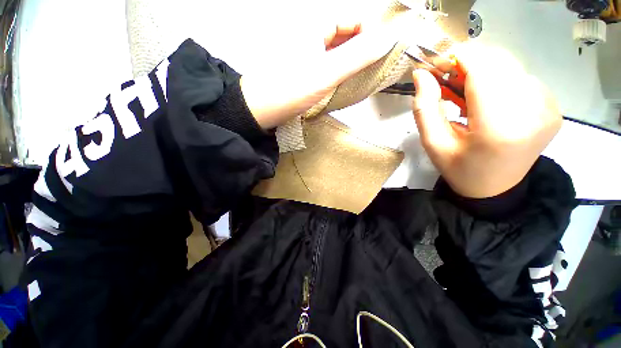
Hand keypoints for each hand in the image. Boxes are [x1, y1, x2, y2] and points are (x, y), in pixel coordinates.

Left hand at [241, 23, 394, 128]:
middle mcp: (309, 36)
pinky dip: (336, 72)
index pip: (351, 18)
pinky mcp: (302, 72)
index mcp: (314, 27)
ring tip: (359, 77)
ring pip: (334, 52)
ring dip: (349, 62)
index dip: (368, 31)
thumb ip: (357, 56)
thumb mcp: (326, 73)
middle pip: (343, 35)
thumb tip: (388, 39)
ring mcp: (305, 55)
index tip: (379, 52)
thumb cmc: (290, 89)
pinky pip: (325, 65)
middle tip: (372, 68)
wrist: (260, 110)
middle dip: (361, 49)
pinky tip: (340, 83)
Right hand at [412, 45, 561, 197]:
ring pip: (511, 68)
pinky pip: (523, 79)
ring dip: (484, 73)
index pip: (483, 72)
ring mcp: (548, 110)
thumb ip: (425, 107)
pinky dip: (501, 81)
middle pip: (499, 64)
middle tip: (448, 79)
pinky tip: (488, 100)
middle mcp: (532, 114)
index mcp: (498, 128)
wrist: (494, 189)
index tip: (439, 60)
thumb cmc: (458, 168)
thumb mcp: (432, 142)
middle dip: (470, 64)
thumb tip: (421, 74)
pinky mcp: (553, 109)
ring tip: (466, 93)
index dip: (460, 58)